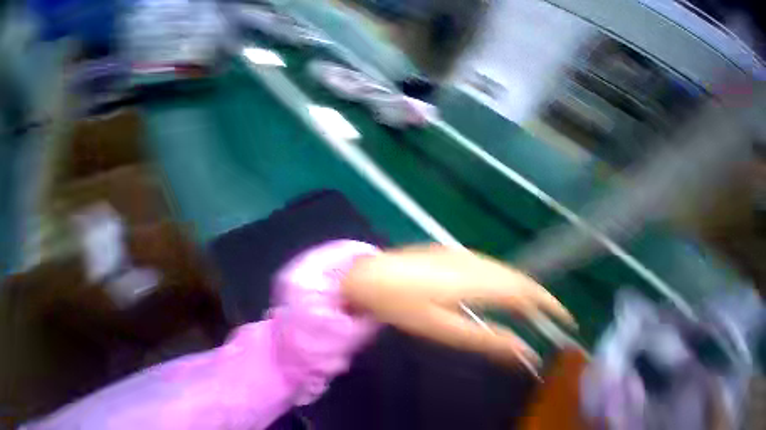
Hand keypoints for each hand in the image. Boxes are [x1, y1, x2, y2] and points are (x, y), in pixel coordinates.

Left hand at [341, 245, 573, 364]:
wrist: (372, 275)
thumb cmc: (403, 305)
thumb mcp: (442, 328)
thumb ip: (485, 339)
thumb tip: (526, 351)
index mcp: (470, 281)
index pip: (521, 288)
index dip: (547, 302)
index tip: (564, 317)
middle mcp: (467, 261)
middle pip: (511, 274)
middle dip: (532, 293)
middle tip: (544, 315)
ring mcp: (452, 251)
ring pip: (495, 265)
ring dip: (512, 282)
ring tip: (522, 302)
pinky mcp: (441, 248)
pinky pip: (477, 260)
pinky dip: (492, 272)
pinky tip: (489, 282)